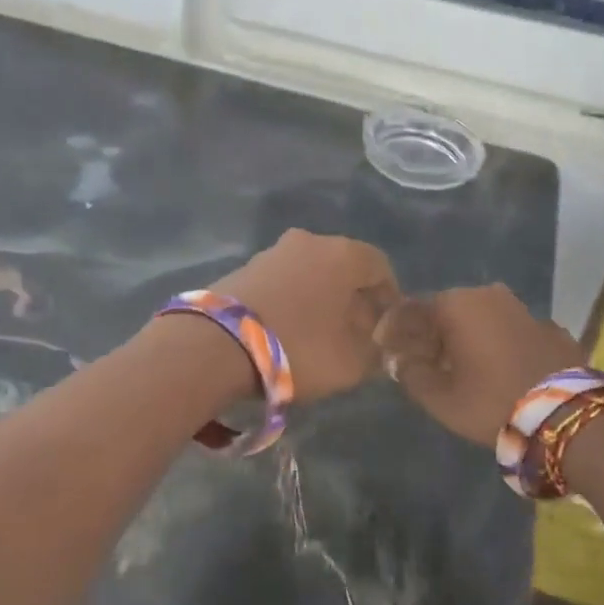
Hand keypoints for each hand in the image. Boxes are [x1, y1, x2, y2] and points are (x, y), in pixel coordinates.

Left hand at [210, 229, 399, 403]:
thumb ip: (374, 351)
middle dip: (352, 299)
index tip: (386, 326)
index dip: (388, 297)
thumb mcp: (351, 363)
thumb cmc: (298, 348)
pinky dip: (290, 302)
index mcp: (343, 253)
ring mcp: (270, 252)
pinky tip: (286, 332)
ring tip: (318, 336)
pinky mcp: (242, 269)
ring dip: (318, 300)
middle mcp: (308, 242)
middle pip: (342, 268)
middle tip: (354, 333)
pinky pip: (281, 283)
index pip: (380, 267)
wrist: (214, 345)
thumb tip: (374, 340)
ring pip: (309, 274)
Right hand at [374, 285, 582, 445]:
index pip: (412, 309)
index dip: (395, 329)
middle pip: (446, 310)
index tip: (385, 348)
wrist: (566, 415)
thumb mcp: (440, 398)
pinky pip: (509, 331)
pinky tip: (496, 368)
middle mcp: (488, 295)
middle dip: (430, 333)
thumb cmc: (491, 402)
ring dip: (465, 337)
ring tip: (459, 366)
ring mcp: (524, 309)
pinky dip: (496, 344)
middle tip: (421, 361)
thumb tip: (399, 360)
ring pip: (480, 318)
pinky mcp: (551, 328)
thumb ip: (412, 374)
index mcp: (456, 305)